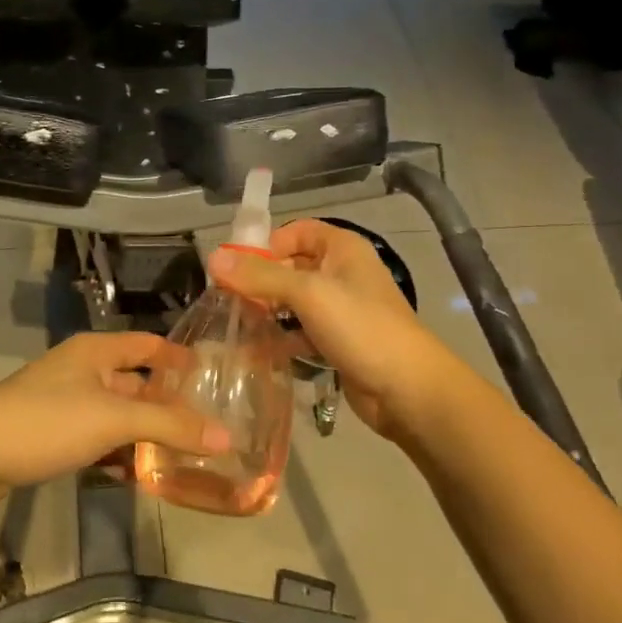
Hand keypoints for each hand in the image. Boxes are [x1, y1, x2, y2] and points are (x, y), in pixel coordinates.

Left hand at [0, 333, 229, 513]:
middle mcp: (81, 371)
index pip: (148, 344)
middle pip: (134, 381)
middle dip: (168, 402)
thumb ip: (170, 425)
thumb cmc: (45, 421)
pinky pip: (96, 438)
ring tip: (185, 454)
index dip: (180, 357)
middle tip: (209, 426)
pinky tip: (138, 472)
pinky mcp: (50, 435)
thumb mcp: (113, 419)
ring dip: (144, 431)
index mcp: (95, 351)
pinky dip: (118, 451)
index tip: (216, 377)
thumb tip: (227, 437)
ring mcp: (64, 404)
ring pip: (116, 413)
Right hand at [207, 222, 470, 442]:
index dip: (267, 245)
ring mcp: (342, 310)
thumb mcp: (308, 294)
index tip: (238, 269)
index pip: (296, 232)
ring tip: (236, 327)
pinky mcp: (338, 342)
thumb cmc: (361, 328)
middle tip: (228, 302)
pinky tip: (258, 352)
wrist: (408, 391)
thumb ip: (261, 276)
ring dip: (267, 312)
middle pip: (291, 267)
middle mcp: (342, 273)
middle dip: (260, 282)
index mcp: (342, 249)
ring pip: (294, 302)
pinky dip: (281, 339)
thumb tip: (213, 258)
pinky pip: (301, 332)